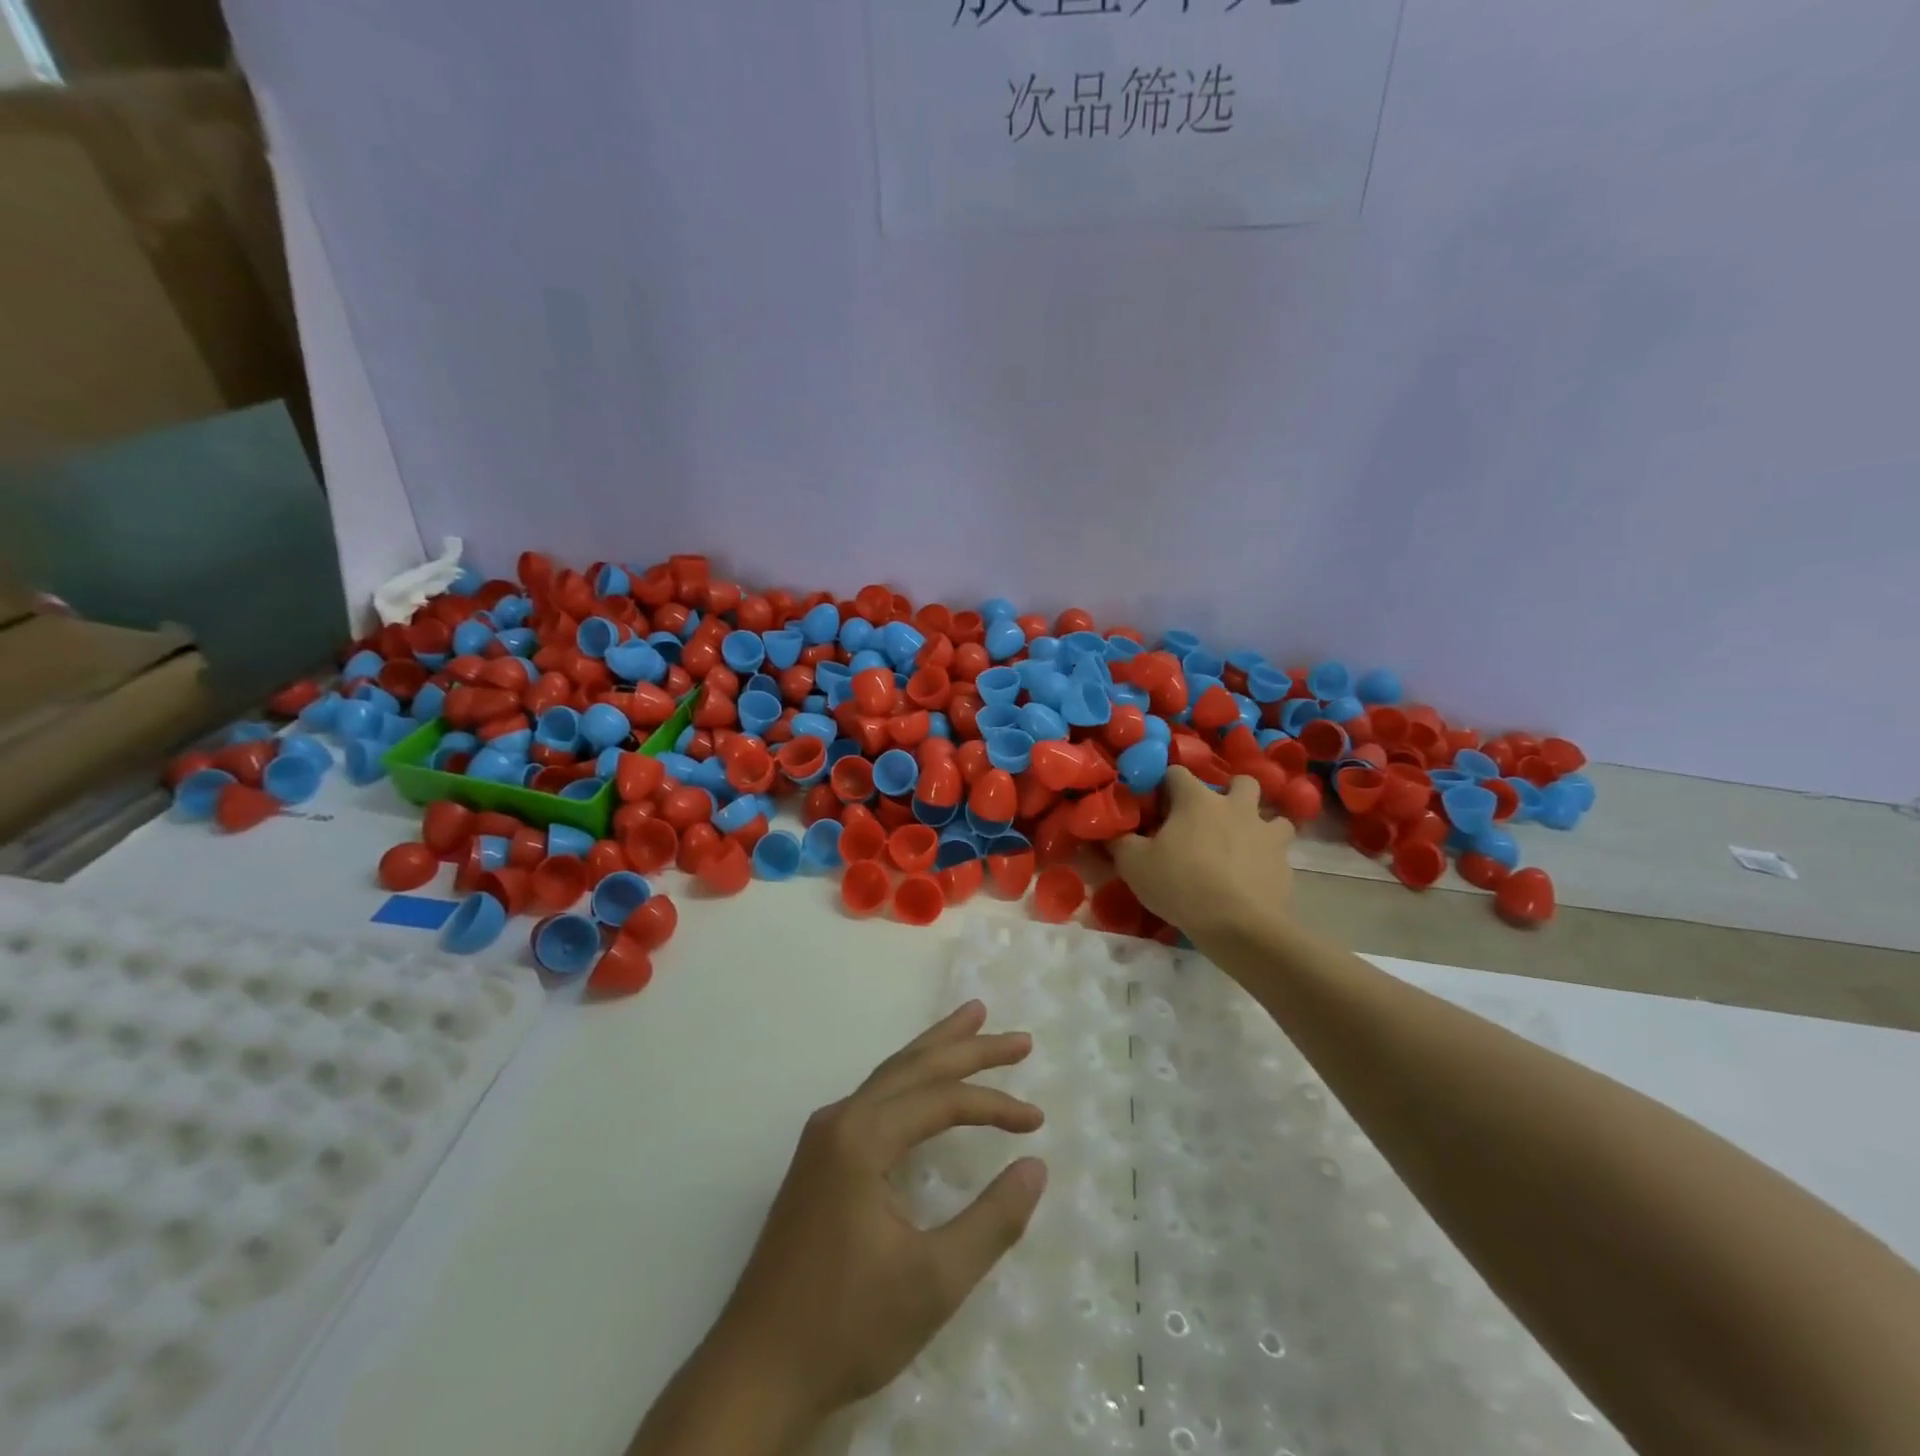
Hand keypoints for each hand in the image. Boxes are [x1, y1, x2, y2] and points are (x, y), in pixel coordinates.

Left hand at [708, 1002, 1047, 1432]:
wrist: (755, 1372)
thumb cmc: (846, 1327)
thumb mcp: (933, 1281)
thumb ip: (992, 1221)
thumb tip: (1035, 1166)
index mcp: (862, 1137)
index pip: (941, 1100)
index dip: (994, 1105)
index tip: (1036, 1121)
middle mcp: (840, 1120)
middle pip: (914, 1067)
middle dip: (969, 1048)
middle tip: (1019, 1039)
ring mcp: (823, 1137)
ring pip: (891, 1076)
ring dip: (936, 1051)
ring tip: (973, 1020)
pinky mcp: (818, 1159)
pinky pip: (875, 1098)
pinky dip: (911, 1080)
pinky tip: (923, 1083)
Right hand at [1113, 766, 1295, 941]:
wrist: (1239, 926)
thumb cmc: (1181, 884)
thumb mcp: (1134, 864)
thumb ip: (1120, 842)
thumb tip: (1113, 832)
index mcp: (1197, 800)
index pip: (1176, 773)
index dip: (1164, 786)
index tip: (1155, 807)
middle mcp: (1236, 806)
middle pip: (1241, 781)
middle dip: (1229, 793)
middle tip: (1211, 819)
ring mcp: (1267, 834)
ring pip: (1273, 816)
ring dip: (1258, 825)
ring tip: (1242, 845)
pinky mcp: (1285, 864)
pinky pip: (1279, 852)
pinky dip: (1267, 859)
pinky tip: (1252, 878)